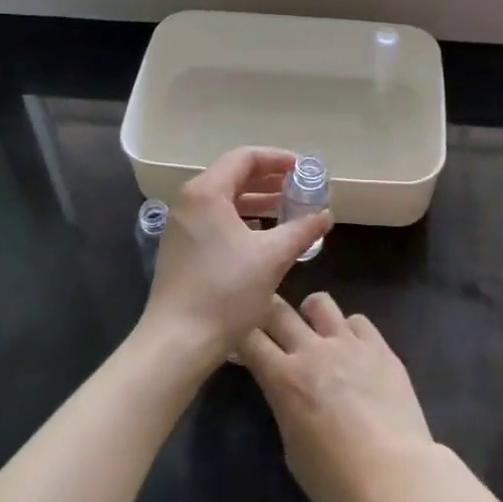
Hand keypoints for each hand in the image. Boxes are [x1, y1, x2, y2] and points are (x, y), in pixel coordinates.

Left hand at [139, 147, 330, 373]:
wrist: (177, 343)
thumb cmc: (226, 292)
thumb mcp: (272, 258)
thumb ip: (302, 229)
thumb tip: (325, 215)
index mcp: (207, 192)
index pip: (245, 157)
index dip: (277, 159)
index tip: (303, 168)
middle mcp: (190, 200)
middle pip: (233, 174)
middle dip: (269, 178)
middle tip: (299, 186)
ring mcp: (182, 224)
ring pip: (224, 198)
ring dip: (256, 199)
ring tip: (287, 207)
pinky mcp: (181, 247)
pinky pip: (215, 218)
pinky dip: (241, 218)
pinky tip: (262, 234)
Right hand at [240, 293, 438, 501]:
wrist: (396, 478)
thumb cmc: (337, 481)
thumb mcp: (294, 452)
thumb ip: (286, 410)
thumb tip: (288, 393)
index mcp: (285, 379)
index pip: (249, 339)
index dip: (240, 335)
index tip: (237, 336)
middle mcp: (312, 350)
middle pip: (279, 311)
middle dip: (266, 309)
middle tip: (265, 316)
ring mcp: (348, 343)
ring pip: (320, 302)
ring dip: (310, 312)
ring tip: (313, 326)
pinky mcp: (379, 346)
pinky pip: (358, 321)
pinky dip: (349, 330)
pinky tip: (353, 347)